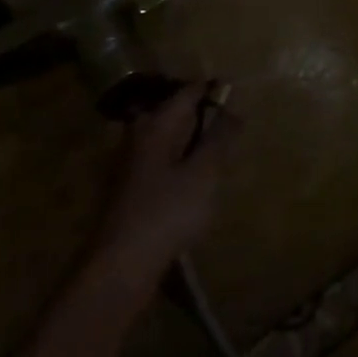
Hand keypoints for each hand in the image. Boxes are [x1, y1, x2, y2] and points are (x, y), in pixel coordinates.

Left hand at [91, 81, 235, 287]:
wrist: (120, 267)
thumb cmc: (166, 212)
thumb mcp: (204, 173)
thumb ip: (220, 137)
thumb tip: (234, 107)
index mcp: (156, 125)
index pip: (188, 91)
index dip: (214, 89)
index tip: (238, 92)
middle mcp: (138, 136)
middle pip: (175, 113)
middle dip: (202, 114)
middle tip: (231, 124)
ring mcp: (129, 163)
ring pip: (167, 138)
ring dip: (191, 140)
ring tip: (218, 153)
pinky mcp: (128, 189)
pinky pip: (161, 160)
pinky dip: (179, 161)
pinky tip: (194, 181)